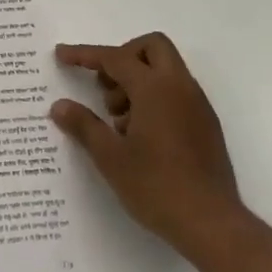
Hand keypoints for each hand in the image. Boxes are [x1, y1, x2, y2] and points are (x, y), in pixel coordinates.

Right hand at [51, 32, 247, 259]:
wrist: (212, 224)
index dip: (85, 54)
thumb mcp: (110, 157)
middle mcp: (180, 87)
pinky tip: (140, 136)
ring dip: (138, 80)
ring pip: (165, 69)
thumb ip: (84, 125)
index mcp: (155, 88)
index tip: (61, 55)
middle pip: (151, 47)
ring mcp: (197, 105)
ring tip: (119, 121)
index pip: (115, 58)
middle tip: (105, 87)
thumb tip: (59, 106)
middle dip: (123, 57)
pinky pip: (176, 92)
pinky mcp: (206, 125)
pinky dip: (155, 98)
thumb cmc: (156, 187)